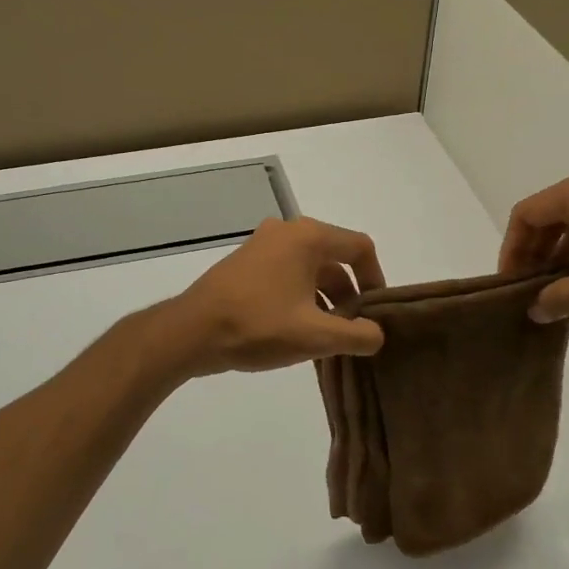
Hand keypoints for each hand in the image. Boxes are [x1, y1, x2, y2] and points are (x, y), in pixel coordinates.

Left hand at [166, 217, 386, 376]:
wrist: (191, 332)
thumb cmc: (258, 326)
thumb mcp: (316, 336)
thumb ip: (357, 335)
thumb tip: (377, 334)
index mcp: (308, 237)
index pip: (359, 248)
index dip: (376, 280)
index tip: (376, 313)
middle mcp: (287, 232)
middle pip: (335, 258)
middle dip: (349, 294)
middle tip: (352, 330)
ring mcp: (263, 245)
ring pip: (310, 269)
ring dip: (325, 299)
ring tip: (327, 337)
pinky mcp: (246, 263)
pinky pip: (287, 274)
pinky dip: (301, 297)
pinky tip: (298, 330)